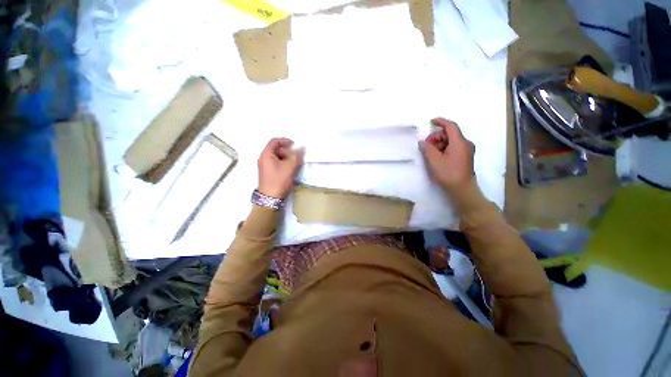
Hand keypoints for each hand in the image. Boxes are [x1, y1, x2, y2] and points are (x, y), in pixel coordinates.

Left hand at [257, 138, 303, 198]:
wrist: (270, 198)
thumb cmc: (279, 180)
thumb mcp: (290, 167)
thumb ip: (297, 156)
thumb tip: (301, 148)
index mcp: (266, 154)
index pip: (275, 141)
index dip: (286, 141)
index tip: (295, 146)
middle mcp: (264, 158)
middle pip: (276, 149)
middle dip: (288, 150)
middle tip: (297, 155)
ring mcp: (265, 166)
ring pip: (277, 157)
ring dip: (287, 157)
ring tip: (295, 163)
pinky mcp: (268, 172)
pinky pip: (276, 163)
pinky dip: (284, 163)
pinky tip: (291, 169)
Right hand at [420, 118, 474, 193]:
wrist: (462, 189)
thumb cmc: (448, 173)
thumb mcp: (434, 160)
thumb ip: (427, 148)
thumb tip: (422, 142)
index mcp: (459, 142)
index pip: (450, 126)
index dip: (440, 122)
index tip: (431, 121)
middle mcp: (465, 143)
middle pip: (450, 134)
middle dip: (436, 137)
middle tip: (426, 145)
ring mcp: (466, 150)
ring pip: (451, 141)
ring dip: (439, 143)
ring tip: (430, 153)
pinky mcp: (465, 157)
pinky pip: (453, 147)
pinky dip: (444, 148)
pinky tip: (437, 156)